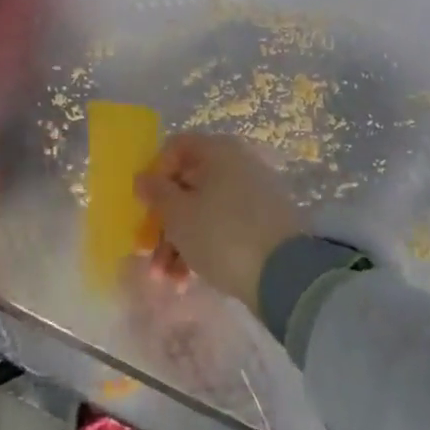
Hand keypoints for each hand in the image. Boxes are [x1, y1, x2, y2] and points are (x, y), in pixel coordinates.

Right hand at [135, 134, 301, 310]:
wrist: (287, 275)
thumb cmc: (221, 233)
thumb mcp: (178, 214)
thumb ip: (156, 192)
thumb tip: (143, 177)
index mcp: (217, 151)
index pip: (175, 148)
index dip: (154, 174)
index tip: (145, 204)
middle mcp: (236, 166)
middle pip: (187, 185)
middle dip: (163, 222)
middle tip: (147, 251)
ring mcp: (252, 196)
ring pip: (203, 212)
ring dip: (177, 244)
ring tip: (166, 280)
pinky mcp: (263, 226)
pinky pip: (222, 229)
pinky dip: (202, 249)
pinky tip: (187, 281)